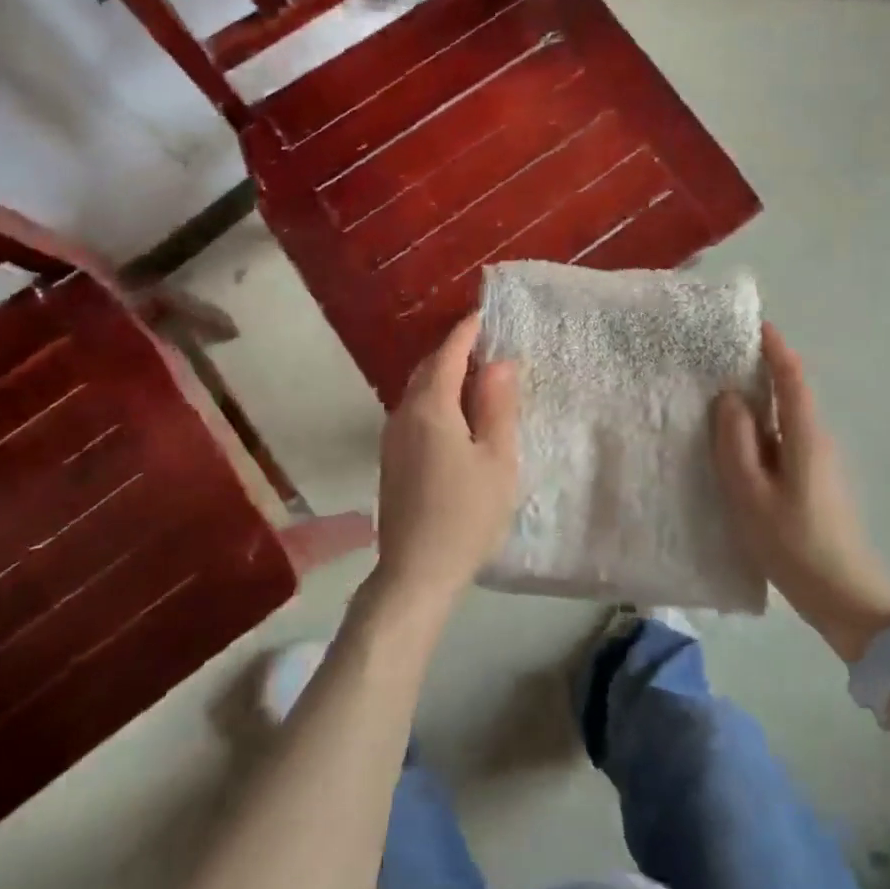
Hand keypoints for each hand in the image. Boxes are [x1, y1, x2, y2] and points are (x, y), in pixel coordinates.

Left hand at [372, 313, 520, 613]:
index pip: (448, 354)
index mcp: (431, 408)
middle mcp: (404, 414)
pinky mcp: (391, 460)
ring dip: (444, 377)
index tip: (484, 315)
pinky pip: (414, 413)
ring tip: (476, 379)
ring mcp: (392, 439)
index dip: (467, 332)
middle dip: (454, 352)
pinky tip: (456, 418)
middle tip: (486, 346)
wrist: (415, 573)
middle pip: (428, 369)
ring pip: (418, 392)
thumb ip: (497, 406)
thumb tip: (499, 363)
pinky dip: (435, 401)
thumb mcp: (496, 458)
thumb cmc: (466, 514)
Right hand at [713, 324, 889, 661]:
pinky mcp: (813, 482)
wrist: (847, 599)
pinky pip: (782, 440)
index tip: (750, 323)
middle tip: (717, 357)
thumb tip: (730, 398)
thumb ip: (736, 443)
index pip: (792, 377)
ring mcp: (818, 462)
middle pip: (789, 392)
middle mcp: (816, 440)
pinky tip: (734, 444)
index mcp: (805, 436)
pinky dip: (759, 430)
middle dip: (759, 369)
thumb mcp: (752, 494)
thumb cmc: (795, 544)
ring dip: (756, 402)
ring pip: (783, 419)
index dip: (774, 347)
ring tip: (715, 396)